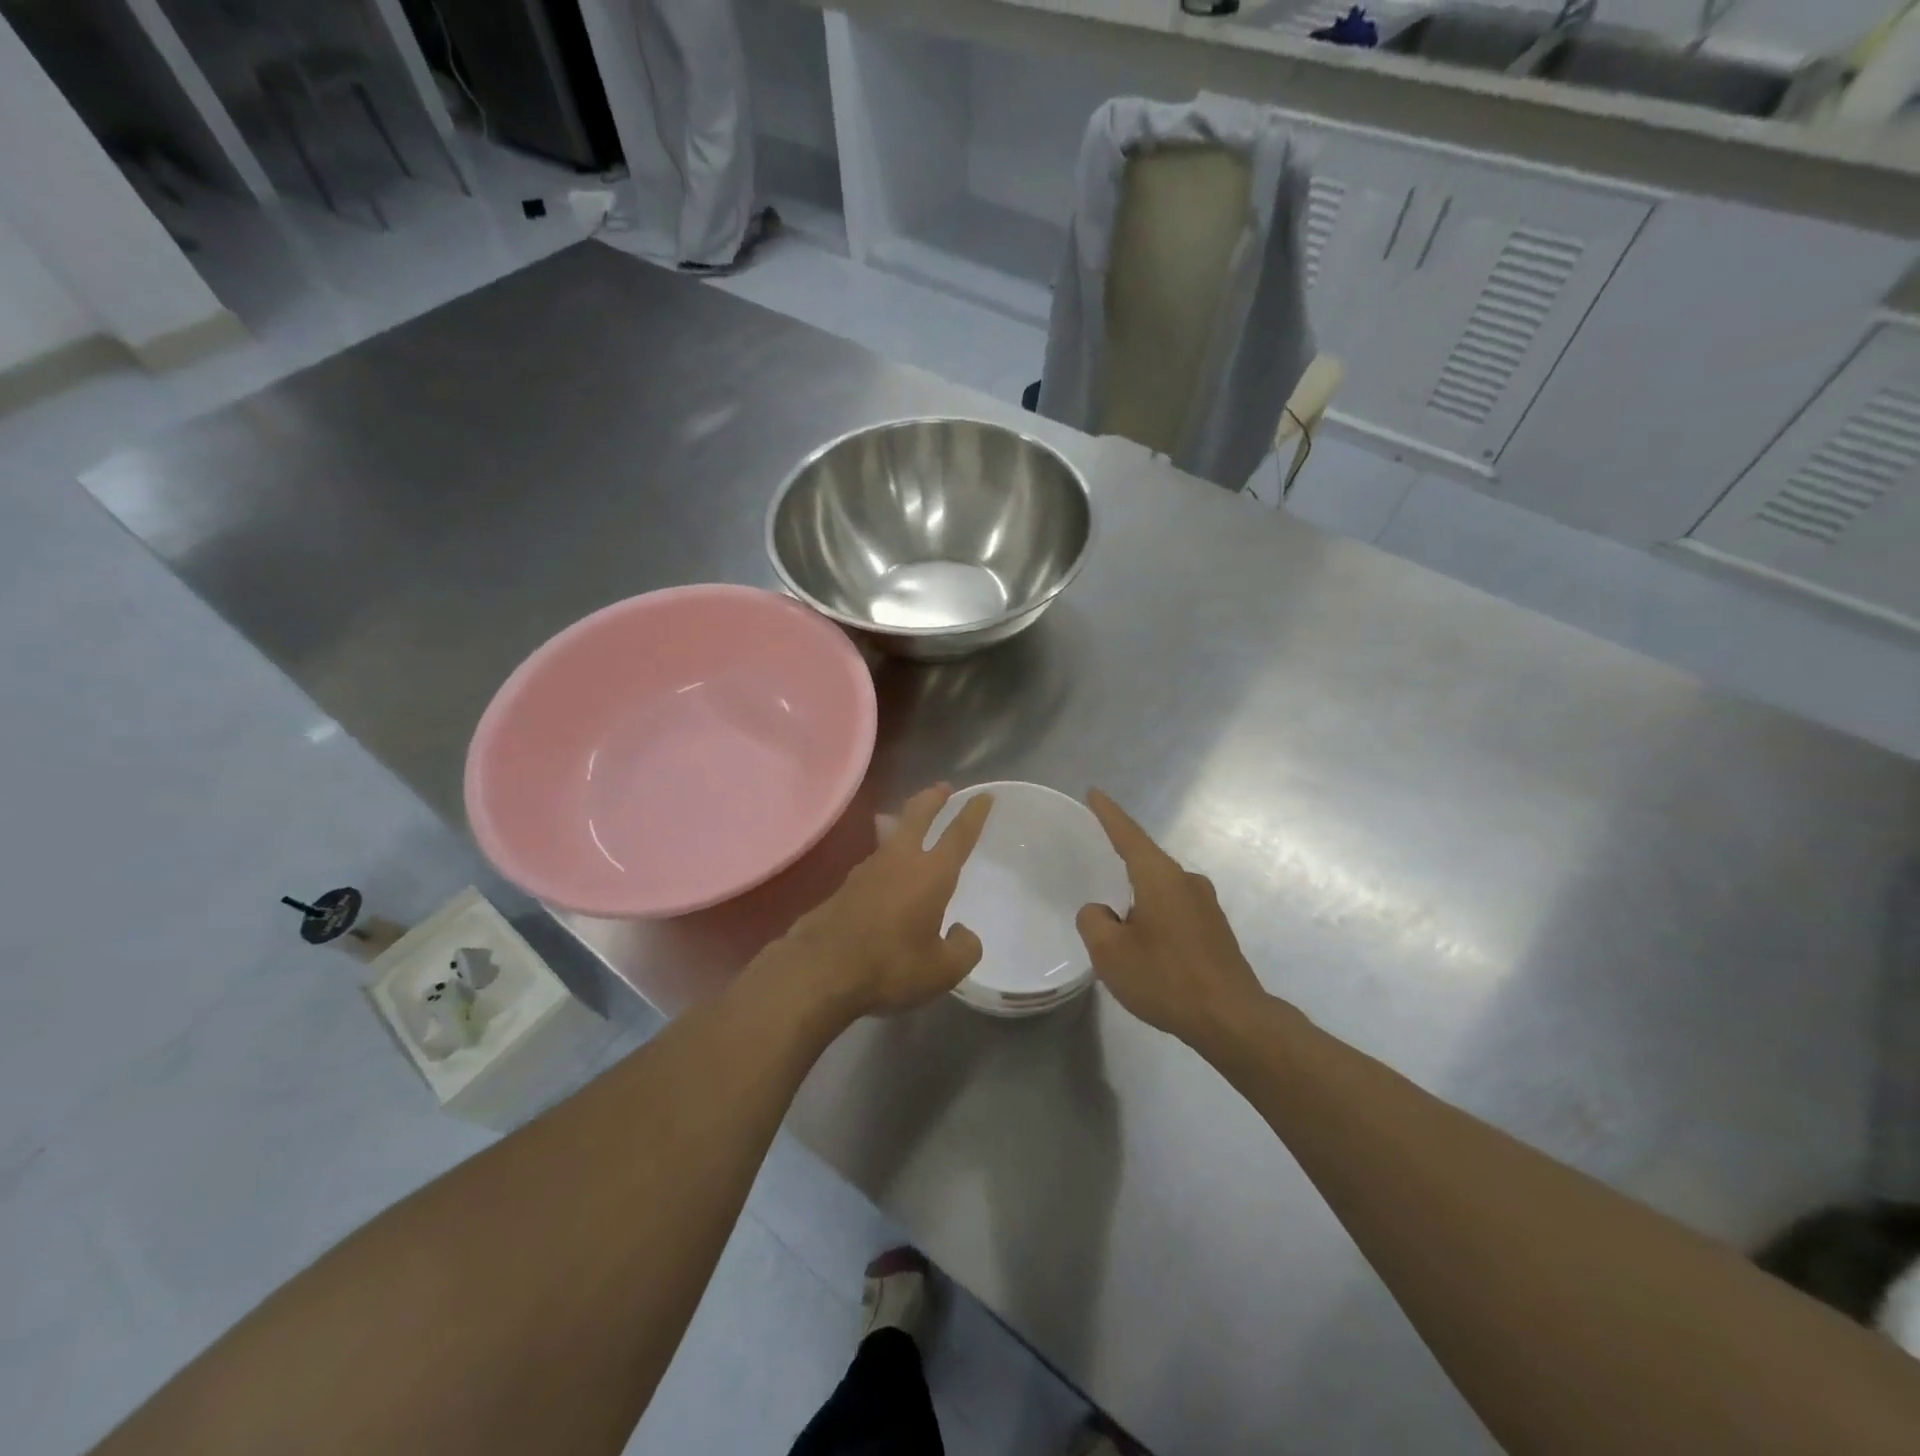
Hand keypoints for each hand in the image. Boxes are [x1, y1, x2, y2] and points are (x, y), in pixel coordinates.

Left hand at [758, 784, 992, 1022]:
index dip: (973, 813)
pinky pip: (873, 862)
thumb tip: (961, 933)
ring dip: (903, 824)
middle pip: (917, 816)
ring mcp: (867, 870)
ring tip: (907, 822)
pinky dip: (885, 858)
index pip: (959, 834)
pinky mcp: (844, 887)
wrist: (820, 970)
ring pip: (890, 835)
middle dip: (932, 798)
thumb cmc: (890, 966)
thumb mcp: (943, 971)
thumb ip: (964, 949)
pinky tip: (884, 874)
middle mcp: (900, 860)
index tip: (983, 795)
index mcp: (931, 874)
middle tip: (942, 787)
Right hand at [1076, 790, 1266, 1048]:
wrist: (1232, 1020)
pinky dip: (1155, 917)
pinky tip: (1147, 946)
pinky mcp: (1216, 930)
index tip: (1094, 792)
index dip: (1108, 814)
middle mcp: (1186, 881)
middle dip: (1122, 863)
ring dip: (1138, 899)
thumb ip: (1094, 921)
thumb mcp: (1110, 953)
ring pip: (1160, 890)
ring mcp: (1206, 905)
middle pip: (1146, 862)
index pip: (1128, 835)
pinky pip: (1175, 910)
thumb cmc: (1166, 978)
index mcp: (1160, 877)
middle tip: (1097, 867)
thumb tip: (1100, 912)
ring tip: (1119, 926)